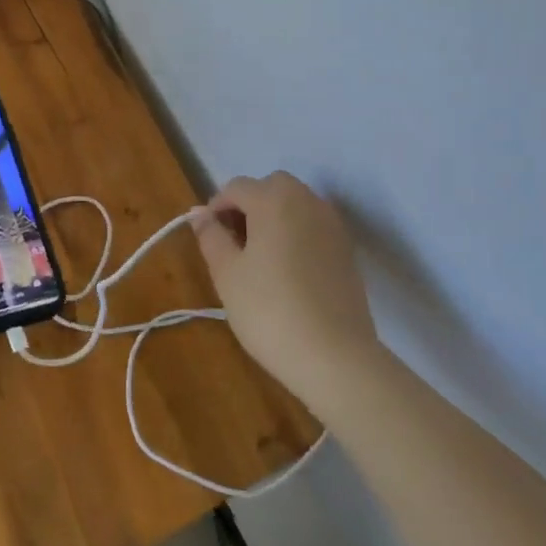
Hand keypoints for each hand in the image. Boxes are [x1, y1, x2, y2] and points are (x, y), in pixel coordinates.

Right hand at [192, 172, 381, 413]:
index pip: (236, 187)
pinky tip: (288, 271)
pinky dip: (296, 234)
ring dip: (274, 218)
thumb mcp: (227, 273)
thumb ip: (211, 236)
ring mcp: (332, 225)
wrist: (335, 357)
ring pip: (295, 205)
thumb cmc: (270, 310)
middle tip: (234, 244)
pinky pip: (313, 226)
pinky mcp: (347, 250)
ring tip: (260, 258)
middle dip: (248, 206)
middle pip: (270, 188)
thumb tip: (199, 213)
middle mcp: (307, 200)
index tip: (208, 238)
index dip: (216, 207)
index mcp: (273, 199)